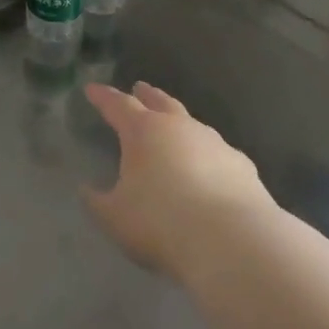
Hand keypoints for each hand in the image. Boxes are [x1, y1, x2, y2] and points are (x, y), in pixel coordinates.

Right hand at [82, 81, 271, 278]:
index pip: (118, 105)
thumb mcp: (115, 217)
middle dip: (146, 94)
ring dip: (179, 123)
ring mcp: (214, 143)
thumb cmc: (161, 223)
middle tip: (139, 87)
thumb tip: (86, 189)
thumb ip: (97, 201)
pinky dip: (207, 155)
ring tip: (173, 128)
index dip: (103, 97)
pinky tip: (209, 168)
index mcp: (143, 131)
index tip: (92, 89)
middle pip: (160, 102)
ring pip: (191, 123)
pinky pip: (218, 152)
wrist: (232, 241)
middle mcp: (179, 127)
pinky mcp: (242, 165)